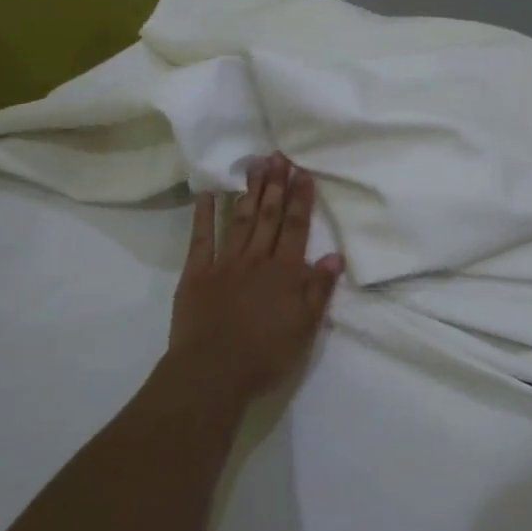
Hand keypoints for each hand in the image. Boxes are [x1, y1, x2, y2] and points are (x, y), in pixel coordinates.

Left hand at [167, 154, 344, 401]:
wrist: (212, 374)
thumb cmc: (264, 356)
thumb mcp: (304, 328)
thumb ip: (319, 290)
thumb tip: (335, 256)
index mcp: (285, 273)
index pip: (296, 228)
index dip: (301, 199)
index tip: (303, 173)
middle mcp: (257, 260)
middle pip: (269, 216)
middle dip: (276, 185)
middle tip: (278, 156)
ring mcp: (225, 264)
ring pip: (241, 220)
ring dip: (250, 192)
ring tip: (256, 165)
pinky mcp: (197, 274)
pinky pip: (202, 239)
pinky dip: (205, 215)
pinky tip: (208, 194)